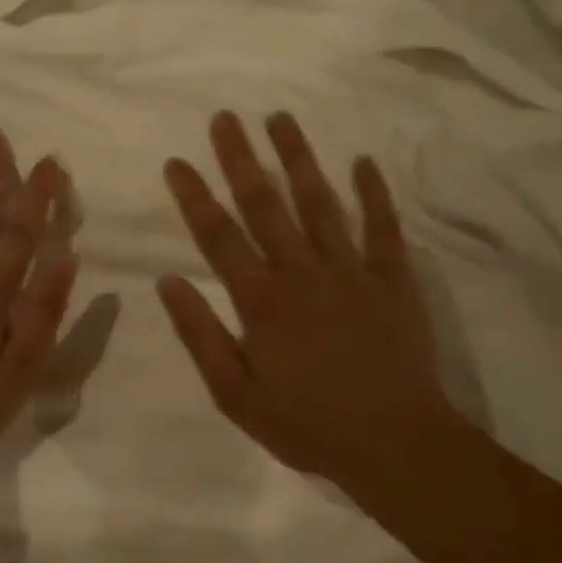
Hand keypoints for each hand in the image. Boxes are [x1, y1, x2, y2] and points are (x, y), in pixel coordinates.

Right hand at [158, 111, 465, 489]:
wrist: (394, 445)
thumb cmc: (306, 424)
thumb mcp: (235, 394)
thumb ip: (200, 334)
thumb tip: (167, 281)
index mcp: (261, 301)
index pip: (219, 236)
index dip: (195, 196)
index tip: (177, 161)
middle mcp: (303, 273)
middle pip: (266, 205)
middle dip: (241, 159)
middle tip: (225, 117)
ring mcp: (352, 272)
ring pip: (320, 204)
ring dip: (298, 159)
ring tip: (281, 118)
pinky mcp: (393, 280)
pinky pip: (383, 228)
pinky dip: (374, 194)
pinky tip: (364, 161)